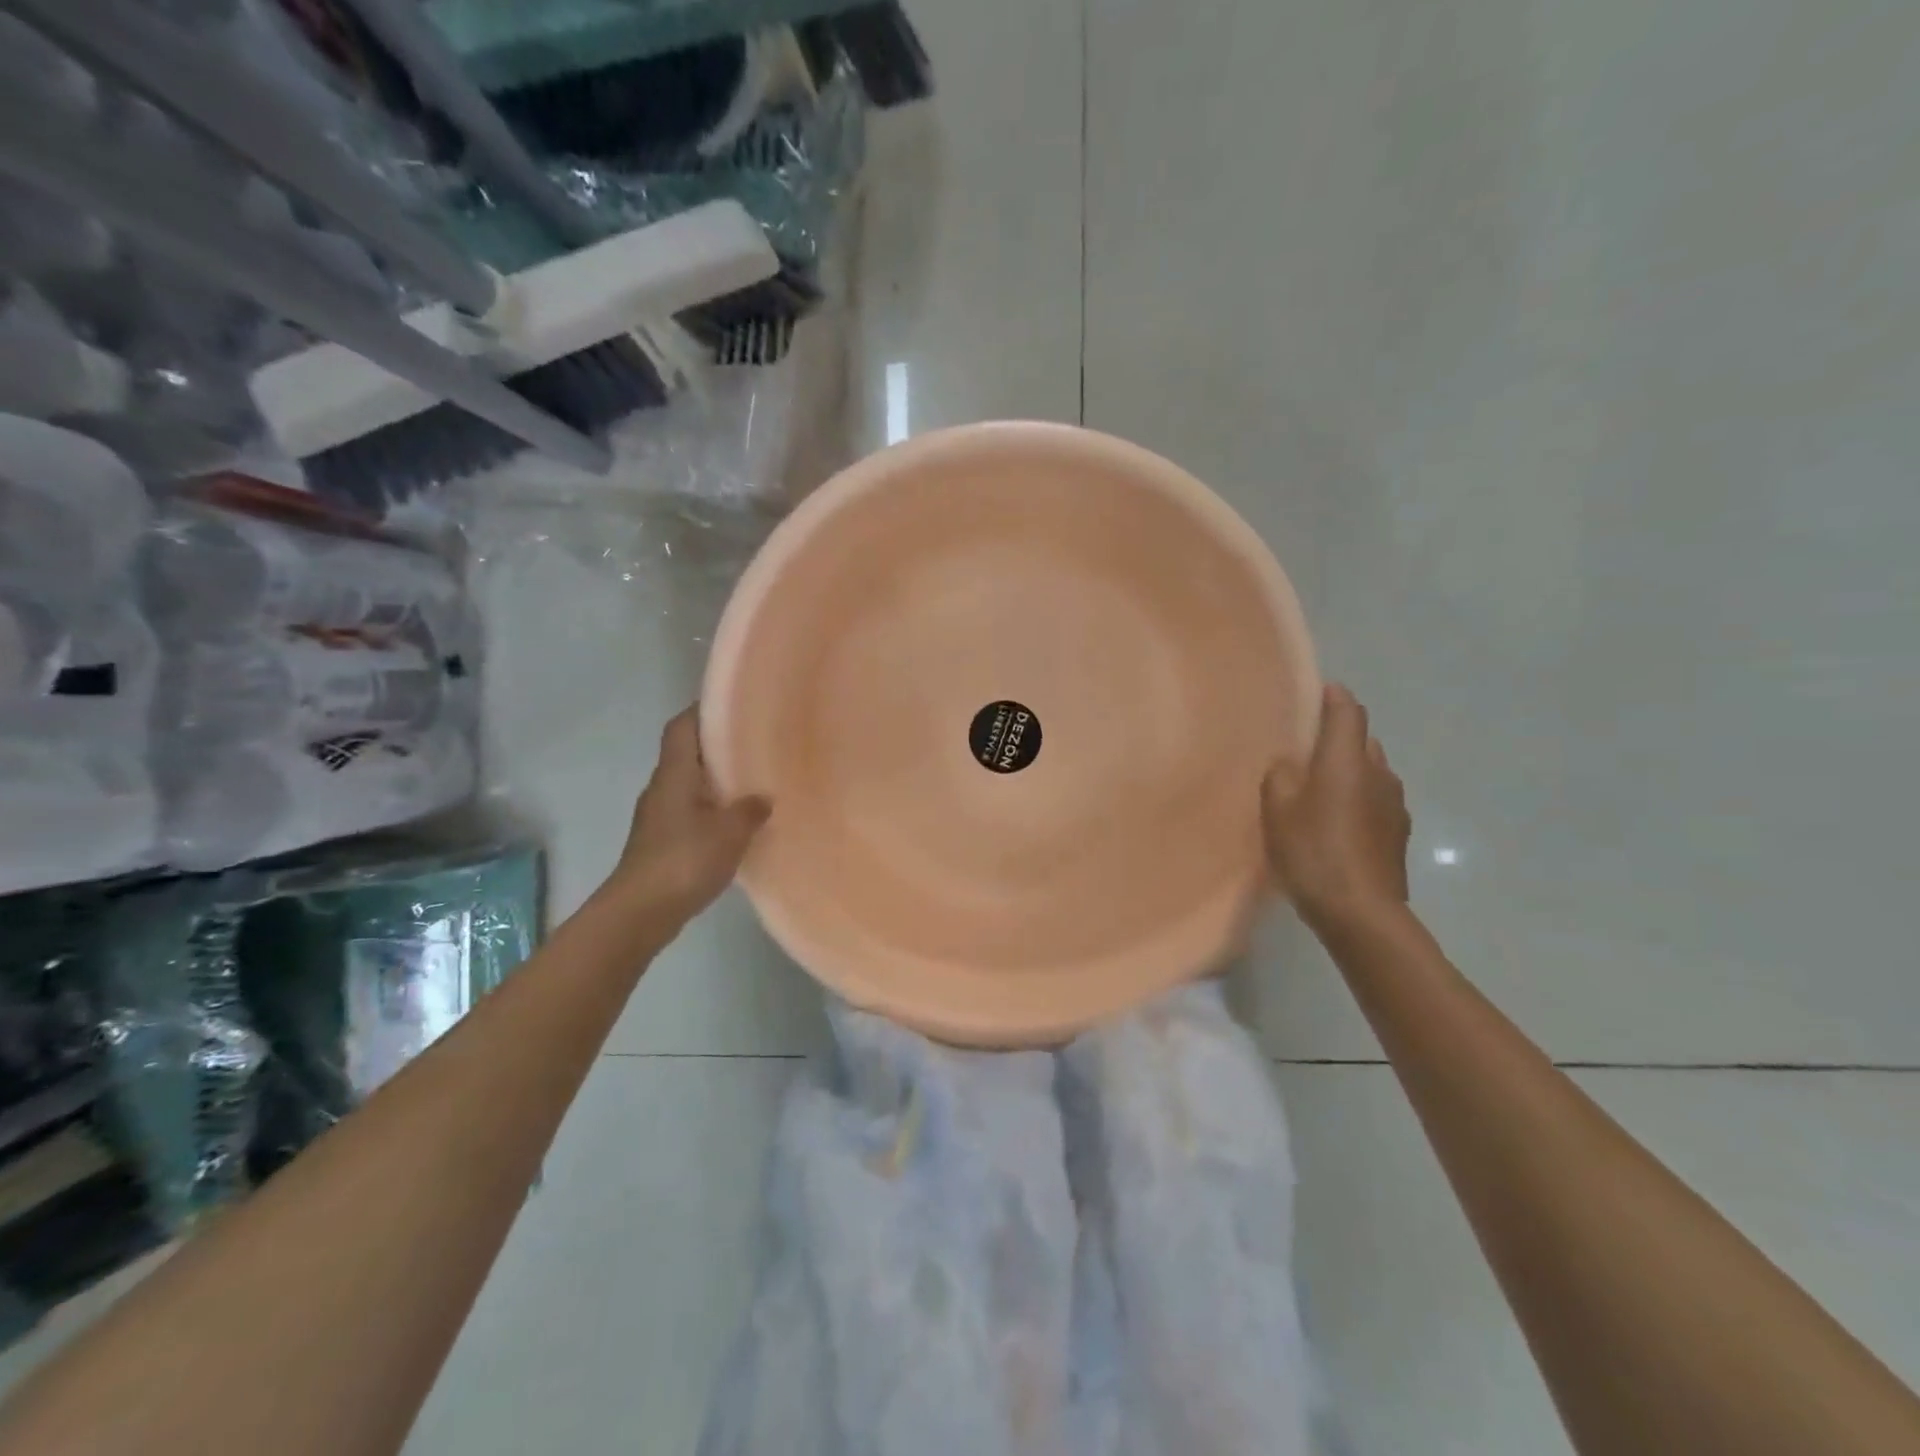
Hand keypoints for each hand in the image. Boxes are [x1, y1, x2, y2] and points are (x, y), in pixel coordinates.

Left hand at [606, 707, 769, 926]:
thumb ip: (749, 810)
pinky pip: (690, 813)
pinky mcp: (662, 842)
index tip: (733, 705)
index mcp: (674, 774)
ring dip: (716, 781)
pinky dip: (712, 810)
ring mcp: (659, 817)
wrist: (640, 912)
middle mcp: (662, 788)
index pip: (682, 727)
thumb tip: (762, 798)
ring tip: (753, 782)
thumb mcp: (729, 832)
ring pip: (690, 786)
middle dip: (718, 747)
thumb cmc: (683, 860)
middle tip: (755, 744)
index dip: (702, 710)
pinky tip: (736, 823)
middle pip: (687, 754)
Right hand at [1262, 683, 1410, 926]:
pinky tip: (1337, 821)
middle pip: (1362, 739)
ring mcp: (1395, 805)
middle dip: (1338, 736)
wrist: (1362, 912)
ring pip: (1371, 771)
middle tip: (1306, 747)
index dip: (1334, 697)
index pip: (1348, 711)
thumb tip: (1289, 763)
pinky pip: (1376, 801)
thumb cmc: (1313, 851)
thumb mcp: (1277, 810)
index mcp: (1347, 759)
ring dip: (1349, 770)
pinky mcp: (1398, 834)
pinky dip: (1358, 799)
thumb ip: (1280, 776)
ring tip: (1319, 786)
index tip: (1317, 691)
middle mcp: (1378, 773)